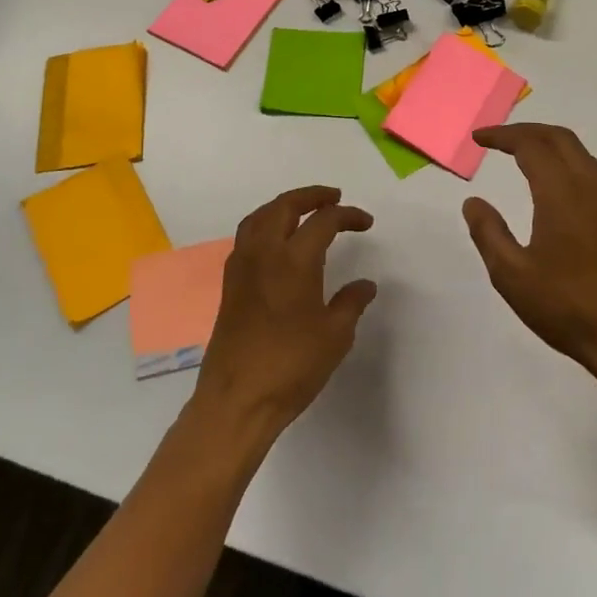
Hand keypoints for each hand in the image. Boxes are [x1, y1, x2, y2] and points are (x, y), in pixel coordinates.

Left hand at [195, 186, 377, 442]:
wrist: (237, 400)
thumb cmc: (291, 366)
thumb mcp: (334, 336)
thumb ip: (351, 303)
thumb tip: (365, 285)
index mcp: (294, 260)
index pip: (323, 221)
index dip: (348, 215)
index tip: (366, 223)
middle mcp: (264, 253)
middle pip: (285, 206)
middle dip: (311, 196)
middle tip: (334, 198)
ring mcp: (242, 267)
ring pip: (260, 217)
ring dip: (283, 206)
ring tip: (303, 211)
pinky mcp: (229, 284)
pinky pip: (247, 236)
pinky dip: (265, 225)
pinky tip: (277, 242)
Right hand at [464, 125, 596, 386]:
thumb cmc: (568, 308)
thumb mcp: (512, 276)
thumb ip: (488, 233)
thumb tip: (473, 201)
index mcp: (561, 194)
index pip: (530, 145)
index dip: (502, 136)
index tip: (478, 138)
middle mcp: (589, 187)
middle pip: (559, 137)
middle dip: (525, 130)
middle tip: (497, 140)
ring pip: (578, 152)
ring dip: (548, 142)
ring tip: (520, 154)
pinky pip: (590, 170)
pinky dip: (565, 160)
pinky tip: (552, 183)